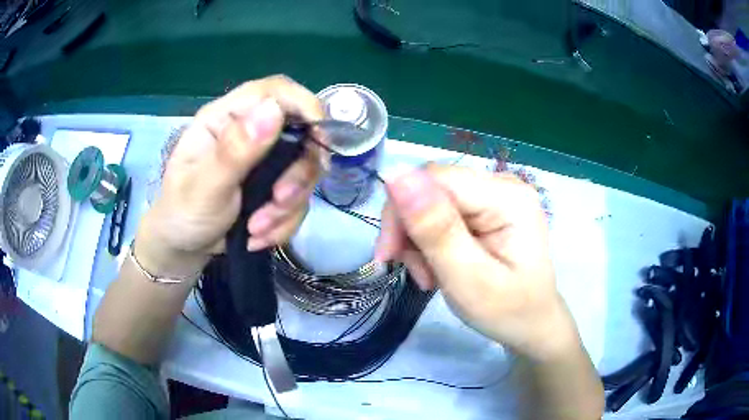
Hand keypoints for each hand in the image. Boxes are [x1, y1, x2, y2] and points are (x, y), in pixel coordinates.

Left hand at [137, 75, 324, 277]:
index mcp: (226, 118)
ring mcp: (264, 159)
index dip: (304, 106)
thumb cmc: (182, 214)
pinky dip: (285, 221)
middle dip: (297, 175)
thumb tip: (273, 110)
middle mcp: (249, 132)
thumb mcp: (204, 187)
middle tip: (279, 201)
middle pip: (300, 133)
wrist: (184, 247)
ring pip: (303, 170)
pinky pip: (298, 198)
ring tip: (256, 230)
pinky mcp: (273, 184)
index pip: (274, 91)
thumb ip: (234, 151)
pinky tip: (258, 236)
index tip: (319, 140)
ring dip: (288, 205)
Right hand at [375, 165, 579, 360]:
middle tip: (416, 273)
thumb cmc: (507, 311)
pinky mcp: (486, 208)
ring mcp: (494, 195)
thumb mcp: (468, 279)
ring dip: (418, 241)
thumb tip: (396, 173)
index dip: (402, 211)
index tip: (390, 255)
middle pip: (431, 189)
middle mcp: (501, 184)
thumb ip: (435, 228)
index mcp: (506, 197)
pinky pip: (441, 213)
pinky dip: (430, 242)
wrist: (531, 324)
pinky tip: (438, 267)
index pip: (434, 179)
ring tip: (430, 277)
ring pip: (430, 202)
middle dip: (410, 231)